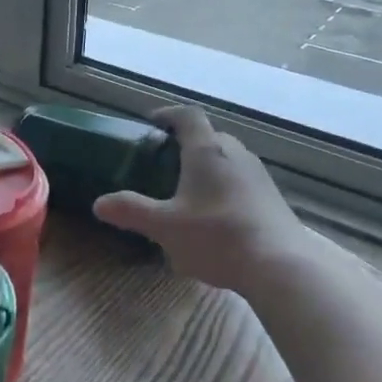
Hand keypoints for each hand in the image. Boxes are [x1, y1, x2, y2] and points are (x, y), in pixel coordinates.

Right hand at [93, 105, 324, 295]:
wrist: (282, 266)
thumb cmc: (217, 236)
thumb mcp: (165, 227)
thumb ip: (131, 212)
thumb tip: (99, 204)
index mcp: (207, 150)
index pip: (188, 116)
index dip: (168, 114)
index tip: (151, 123)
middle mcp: (235, 153)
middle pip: (209, 136)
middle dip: (186, 144)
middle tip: (164, 163)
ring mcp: (258, 175)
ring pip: (227, 159)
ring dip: (207, 167)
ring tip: (187, 191)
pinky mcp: (272, 198)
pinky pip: (242, 180)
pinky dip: (224, 187)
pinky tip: (215, 217)